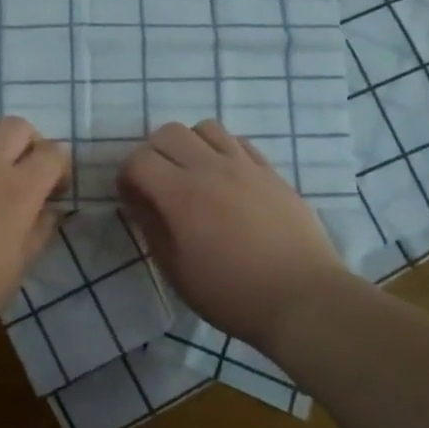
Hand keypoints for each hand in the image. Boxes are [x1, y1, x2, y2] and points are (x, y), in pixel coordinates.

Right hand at [117, 120, 349, 350]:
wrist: (302, 299)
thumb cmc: (231, 294)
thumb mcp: (176, 271)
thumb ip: (152, 228)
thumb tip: (139, 202)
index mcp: (181, 194)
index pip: (138, 160)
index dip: (126, 177)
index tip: (132, 200)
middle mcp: (210, 168)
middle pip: (168, 132)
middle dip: (153, 154)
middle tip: (158, 184)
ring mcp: (244, 166)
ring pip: (205, 128)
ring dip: (189, 146)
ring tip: (193, 175)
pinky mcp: (271, 172)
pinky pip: (238, 142)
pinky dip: (222, 151)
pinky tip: (226, 179)